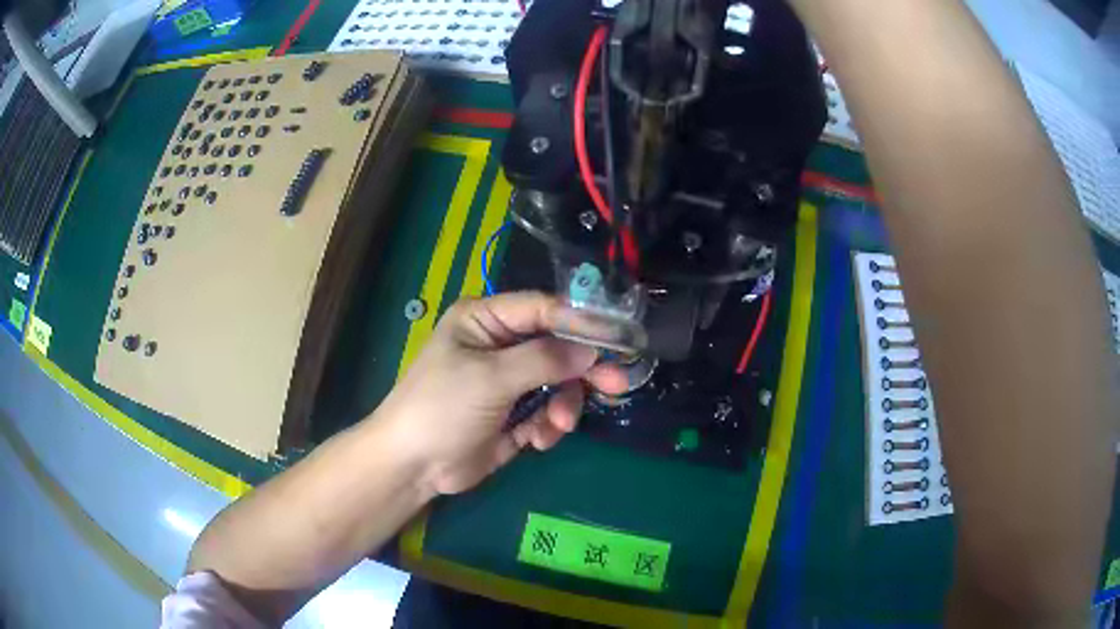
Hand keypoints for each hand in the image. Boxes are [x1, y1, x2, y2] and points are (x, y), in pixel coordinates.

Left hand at [377, 291, 627, 494]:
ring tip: (556, 426)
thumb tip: (591, 349)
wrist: (412, 466)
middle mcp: (499, 346)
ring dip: (563, 405)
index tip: (619, 335)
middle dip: (582, 369)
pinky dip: (548, 425)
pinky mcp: (512, 415)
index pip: (542, 309)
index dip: (581, 321)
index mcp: (485, 320)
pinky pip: (546, 412)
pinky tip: (536, 442)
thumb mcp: (490, 378)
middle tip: (617, 384)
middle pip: (556, 347)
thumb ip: (543, 360)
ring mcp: (507, 382)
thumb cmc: (442, 408)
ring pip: (557, 383)